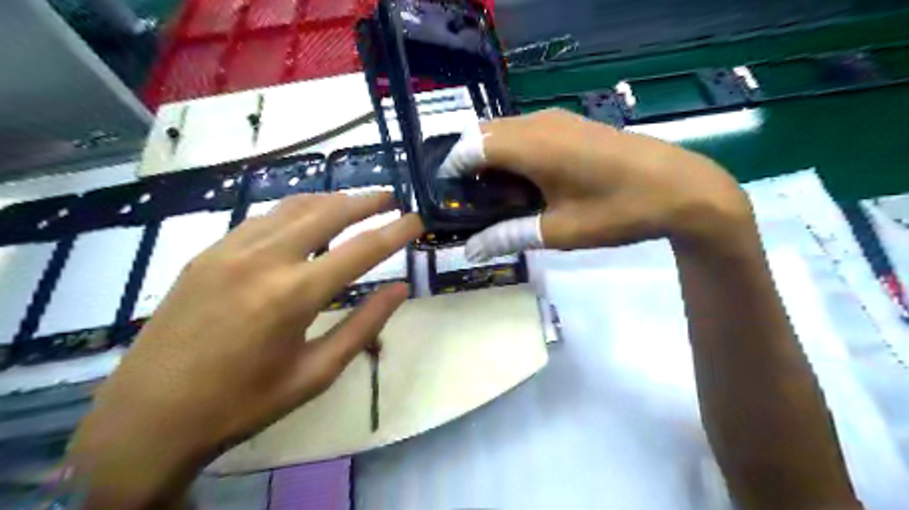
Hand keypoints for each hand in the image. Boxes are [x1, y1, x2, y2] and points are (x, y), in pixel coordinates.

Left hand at [66, 191, 422, 508]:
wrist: (149, 416)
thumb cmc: (244, 402)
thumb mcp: (316, 373)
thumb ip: (363, 325)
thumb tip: (401, 289)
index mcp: (294, 295)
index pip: (362, 250)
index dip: (396, 232)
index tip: (418, 220)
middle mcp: (263, 259)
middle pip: (328, 212)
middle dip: (365, 202)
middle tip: (391, 198)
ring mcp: (230, 250)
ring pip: (293, 207)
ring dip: (330, 200)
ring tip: (355, 202)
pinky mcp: (208, 253)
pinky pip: (263, 218)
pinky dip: (294, 210)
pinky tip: (305, 218)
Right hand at [440, 107, 752, 259]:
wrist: (681, 188)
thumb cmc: (618, 211)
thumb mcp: (559, 231)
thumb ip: (508, 236)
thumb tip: (470, 250)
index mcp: (531, 147)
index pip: (470, 147)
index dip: (451, 172)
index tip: (448, 201)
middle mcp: (538, 123)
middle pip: (483, 135)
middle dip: (468, 167)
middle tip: (470, 204)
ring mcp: (557, 119)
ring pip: (504, 132)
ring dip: (491, 160)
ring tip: (496, 198)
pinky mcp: (571, 124)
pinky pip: (525, 132)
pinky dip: (513, 154)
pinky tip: (526, 184)